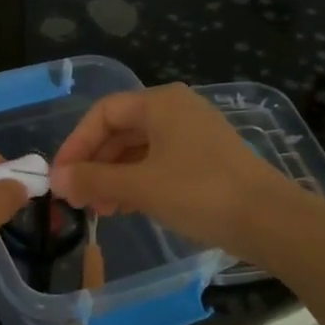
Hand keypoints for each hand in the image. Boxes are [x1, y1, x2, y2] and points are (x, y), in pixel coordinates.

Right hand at [50, 85, 301, 257]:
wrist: (268, 220)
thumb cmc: (199, 193)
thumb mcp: (139, 185)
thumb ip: (93, 179)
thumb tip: (56, 180)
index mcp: (160, 103)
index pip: (103, 114)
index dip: (75, 144)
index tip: (59, 177)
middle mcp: (176, 111)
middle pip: (120, 131)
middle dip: (94, 164)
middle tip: (77, 198)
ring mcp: (193, 136)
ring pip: (138, 151)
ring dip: (113, 177)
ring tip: (99, 209)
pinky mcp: (204, 161)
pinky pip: (158, 164)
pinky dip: (136, 183)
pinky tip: (126, 208)